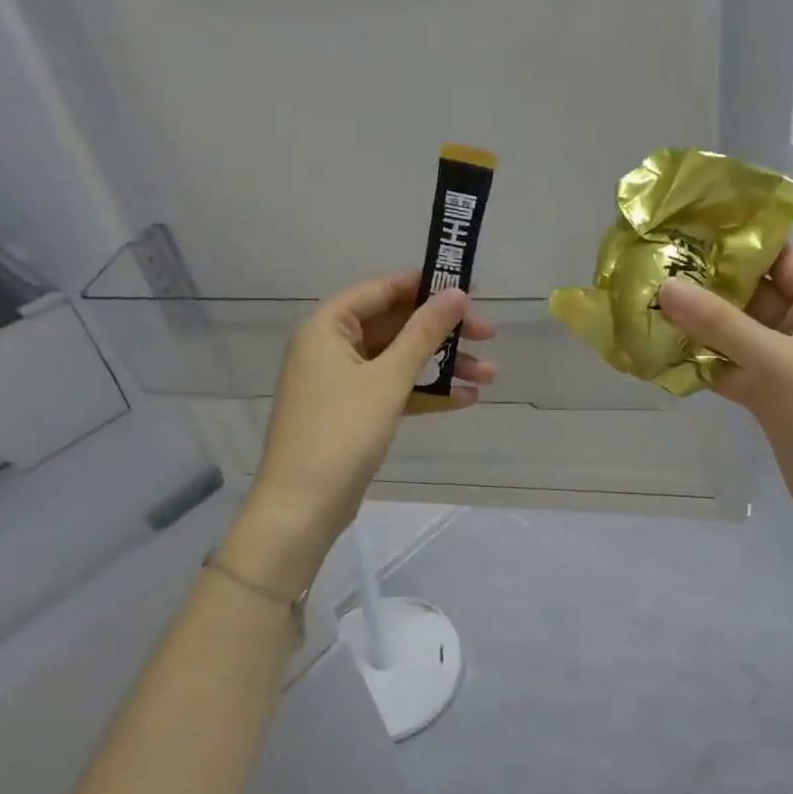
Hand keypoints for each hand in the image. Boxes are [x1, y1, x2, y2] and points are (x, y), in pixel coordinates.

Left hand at [225, 275, 496, 591]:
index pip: (382, 290)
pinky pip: (393, 390)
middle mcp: (331, 347)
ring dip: (442, 366)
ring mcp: (341, 382)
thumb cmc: (342, 432)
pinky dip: (425, 393)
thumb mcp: (388, 378)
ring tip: (490, 376)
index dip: (426, 286)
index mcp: (328, 326)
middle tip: (488, 336)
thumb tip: (457, 293)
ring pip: (399, 360)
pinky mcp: (352, 413)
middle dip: (443, 333)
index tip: (471, 290)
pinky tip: (466, 399)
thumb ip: (424, 333)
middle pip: (395, 325)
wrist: (302, 507)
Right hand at [658, 247, 792, 531]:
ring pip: (736, 333)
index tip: (686, 230)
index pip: (780, 256)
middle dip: (707, 284)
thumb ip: (720, 324)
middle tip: (653, 268)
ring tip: (647, 307)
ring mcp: (784, 363)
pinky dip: (702, 363)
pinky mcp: (768, 396)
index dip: (738, 240)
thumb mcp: (776, 362)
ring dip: (699, 326)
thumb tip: (666, 286)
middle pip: (752, 293)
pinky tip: (662, 356)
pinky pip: (730, 367)